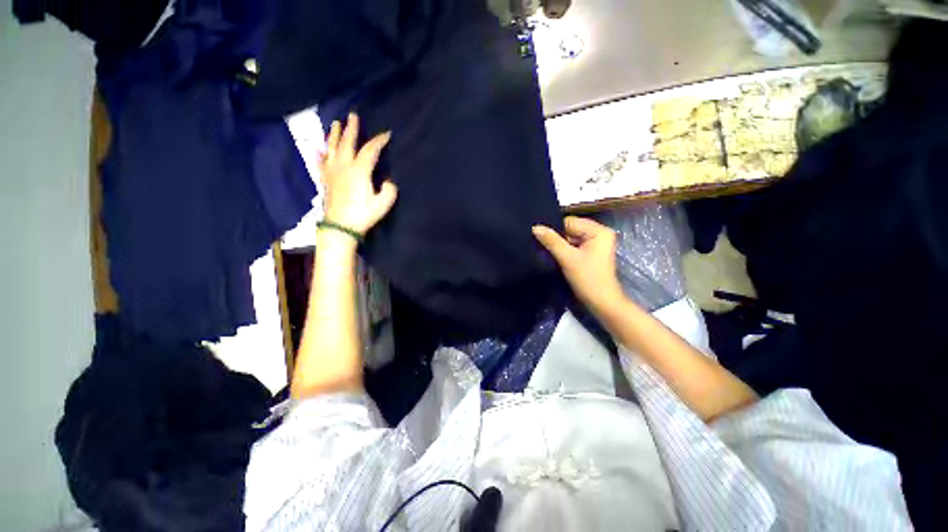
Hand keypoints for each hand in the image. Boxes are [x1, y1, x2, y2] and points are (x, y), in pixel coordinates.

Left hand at [320, 113, 397, 234]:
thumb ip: (389, 190)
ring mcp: (332, 171)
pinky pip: (321, 161)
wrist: (340, 227)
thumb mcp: (383, 204)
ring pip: (332, 147)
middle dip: (352, 128)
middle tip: (353, 115)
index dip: (379, 141)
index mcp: (359, 170)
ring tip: (336, 123)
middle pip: (347, 142)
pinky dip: (321, 152)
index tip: (387, 134)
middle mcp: (343, 165)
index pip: (370, 150)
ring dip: (335, 134)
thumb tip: (388, 180)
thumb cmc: (363, 215)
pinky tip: (320, 148)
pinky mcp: (325, 179)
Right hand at [533, 217, 624, 314]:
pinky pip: (572, 247)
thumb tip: (535, 227)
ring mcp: (594, 245)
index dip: (554, 229)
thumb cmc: (588, 279)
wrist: (601, 303)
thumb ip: (551, 241)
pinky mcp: (589, 254)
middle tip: (538, 243)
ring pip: (570, 239)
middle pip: (570, 230)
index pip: (570, 222)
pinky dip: (563, 251)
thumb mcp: (567, 258)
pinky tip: (552, 255)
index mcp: (599, 231)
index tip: (538, 235)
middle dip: (556, 237)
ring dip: (558, 245)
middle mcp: (598, 234)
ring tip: (543, 250)